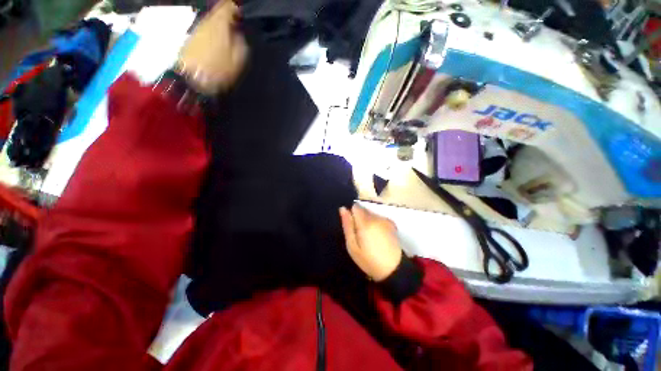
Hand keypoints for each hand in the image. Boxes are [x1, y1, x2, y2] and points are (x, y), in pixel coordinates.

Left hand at [176, 0, 247, 93]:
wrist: (193, 79)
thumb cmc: (218, 69)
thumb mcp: (238, 59)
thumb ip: (241, 43)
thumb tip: (239, 34)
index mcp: (219, 24)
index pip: (227, 6)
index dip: (235, 8)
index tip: (242, 16)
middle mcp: (206, 22)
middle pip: (217, 13)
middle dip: (227, 18)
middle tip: (236, 28)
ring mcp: (197, 29)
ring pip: (211, 22)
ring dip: (219, 27)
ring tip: (228, 38)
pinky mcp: (191, 39)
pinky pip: (205, 31)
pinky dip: (212, 34)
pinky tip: (217, 45)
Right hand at [339, 204, 402, 281]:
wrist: (394, 270)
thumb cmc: (369, 260)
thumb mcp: (352, 246)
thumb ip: (347, 225)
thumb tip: (343, 209)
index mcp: (365, 222)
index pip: (355, 206)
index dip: (351, 214)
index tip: (351, 225)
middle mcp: (376, 217)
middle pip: (363, 209)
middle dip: (359, 218)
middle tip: (358, 234)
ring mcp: (385, 220)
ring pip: (371, 214)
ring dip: (367, 221)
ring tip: (368, 237)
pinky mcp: (391, 224)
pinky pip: (378, 218)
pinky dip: (375, 223)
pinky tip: (377, 236)